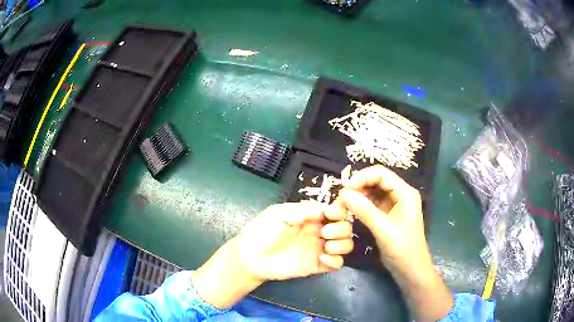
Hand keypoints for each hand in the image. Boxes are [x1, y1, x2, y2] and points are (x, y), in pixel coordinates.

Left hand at [193, 201, 353, 308]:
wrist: (250, 257)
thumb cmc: (261, 232)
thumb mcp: (278, 214)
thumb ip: (302, 210)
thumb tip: (325, 209)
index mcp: (310, 216)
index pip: (336, 210)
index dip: (340, 210)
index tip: (331, 214)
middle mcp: (318, 231)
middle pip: (345, 227)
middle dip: (341, 228)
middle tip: (324, 233)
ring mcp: (318, 249)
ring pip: (345, 245)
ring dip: (342, 244)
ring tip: (327, 246)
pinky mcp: (316, 266)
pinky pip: (337, 264)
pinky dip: (336, 261)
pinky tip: (322, 259)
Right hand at [327, 165, 452, 320]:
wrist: (410, 269)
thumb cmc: (402, 249)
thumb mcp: (384, 229)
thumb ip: (365, 210)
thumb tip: (343, 193)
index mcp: (405, 193)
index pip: (381, 174)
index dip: (362, 177)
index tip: (344, 189)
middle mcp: (400, 194)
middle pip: (376, 180)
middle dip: (358, 186)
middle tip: (341, 197)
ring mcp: (394, 204)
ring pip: (373, 191)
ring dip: (358, 194)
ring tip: (342, 203)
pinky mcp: (388, 214)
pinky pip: (372, 203)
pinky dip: (361, 204)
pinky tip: (350, 209)